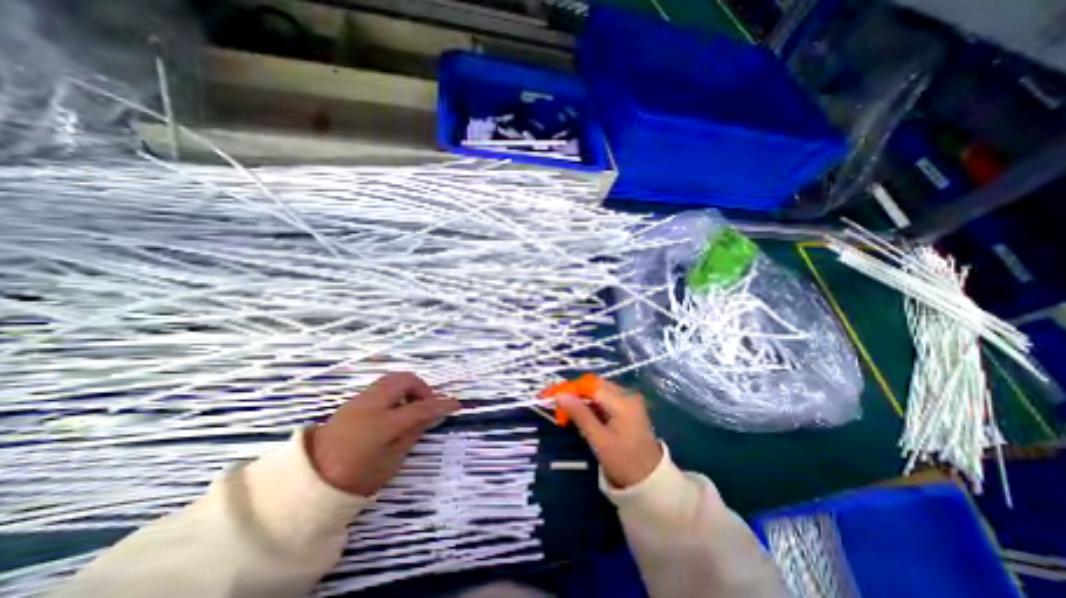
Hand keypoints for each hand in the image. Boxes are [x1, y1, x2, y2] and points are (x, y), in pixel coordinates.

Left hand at [306, 373, 460, 493]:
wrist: (307, 482)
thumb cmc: (354, 478)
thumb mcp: (391, 461)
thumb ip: (413, 433)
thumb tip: (431, 415)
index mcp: (382, 424)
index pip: (421, 408)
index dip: (441, 405)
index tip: (456, 404)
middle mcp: (371, 404)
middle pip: (405, 380)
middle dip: (422, 388)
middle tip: (427, 405)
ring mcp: (360, 400)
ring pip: (392, 379)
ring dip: (408, 388)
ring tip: (410, 407)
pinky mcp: (352, 401)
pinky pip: (381, 386)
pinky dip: (395, 391)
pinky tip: (394, 410)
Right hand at [555, 381, 663, 487]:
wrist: (651, 483)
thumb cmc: (624, 462)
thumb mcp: (598, 439)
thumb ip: (579, 414)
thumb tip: (560, 395)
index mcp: (623, 401)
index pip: (591, 386)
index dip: (570, 389)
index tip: (552, 396)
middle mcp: (628, 395)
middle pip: (596, 385)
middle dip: (576, 392)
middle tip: (558, 404)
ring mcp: (630, 401)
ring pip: (600, 391)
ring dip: (583, 399)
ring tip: (566, 411)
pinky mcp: (629, 409)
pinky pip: (606, 400)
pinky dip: (592, 405)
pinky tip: (582, 415)